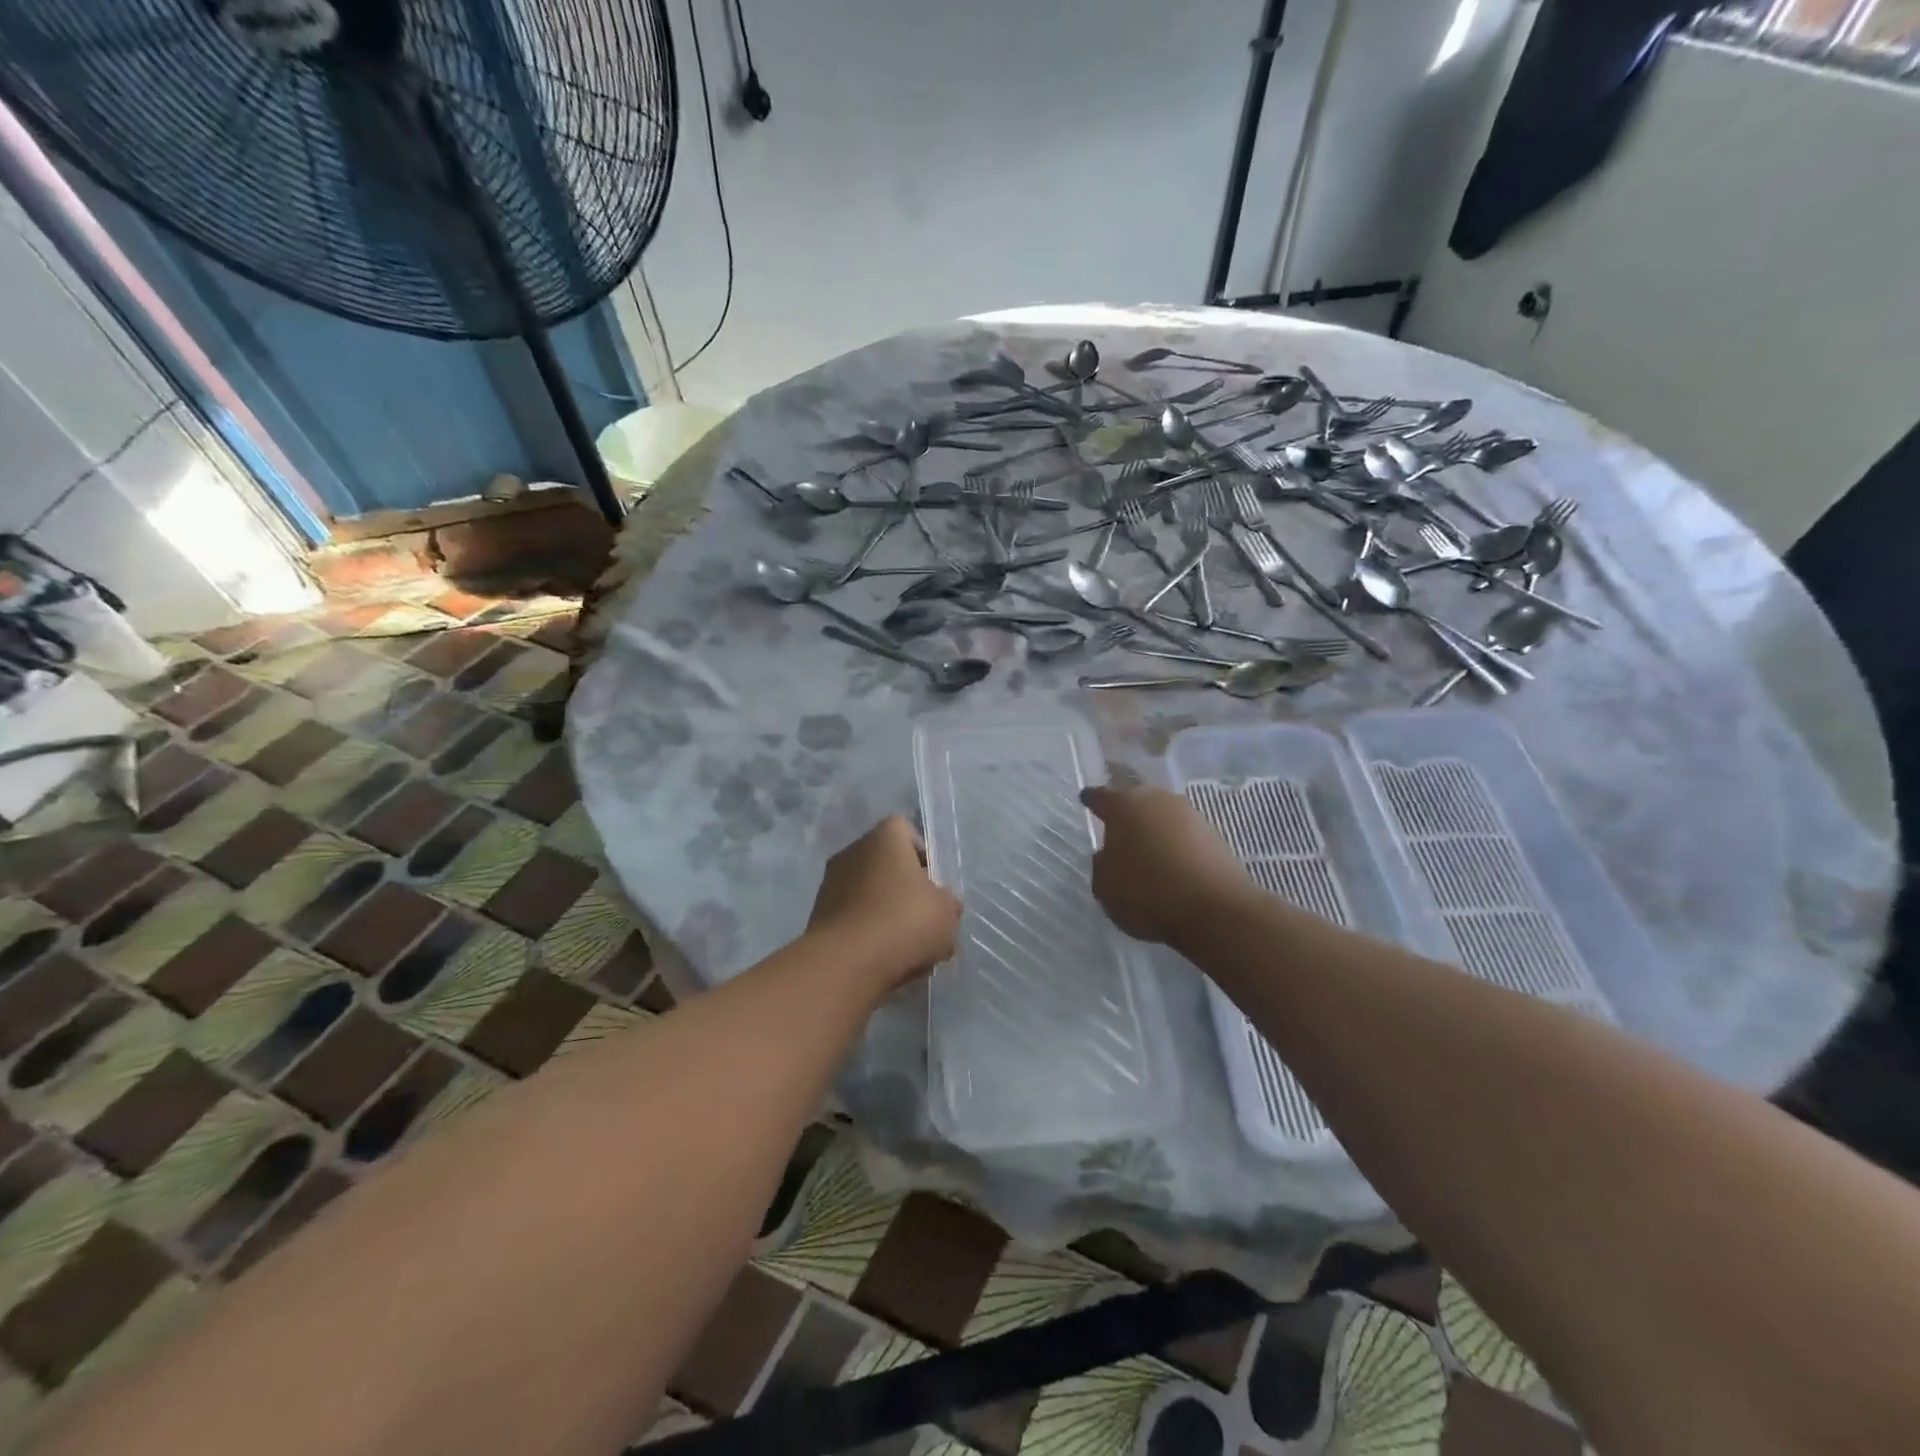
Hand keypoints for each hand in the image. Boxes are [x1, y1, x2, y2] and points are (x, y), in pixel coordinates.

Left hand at [808, 816, 961, 990]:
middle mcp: (853, 852)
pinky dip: (868, 934)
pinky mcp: (818, 917)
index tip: (934, 883)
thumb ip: (948, 904)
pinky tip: (884, 960)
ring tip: (907, 949)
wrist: (846, 964)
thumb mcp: (946, 913)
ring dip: (886, 914)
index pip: (904, 830)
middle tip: (924, 919)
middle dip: (905, 889)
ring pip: (869, 894)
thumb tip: (944, 903)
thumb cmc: (904, 922)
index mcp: (884, 838)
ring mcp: (831, 885)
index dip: (922, 854)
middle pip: (886, 864)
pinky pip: (853, 919)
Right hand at [1081, 783, 1256, 946]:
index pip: (1102, 796)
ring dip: (1155, 830)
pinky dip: (1176, 846)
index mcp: (1124, 805)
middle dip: (1128, 813)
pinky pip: (1185, 837)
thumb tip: (1110, 855)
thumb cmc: (1147, 892)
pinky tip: (1172, 865)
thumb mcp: (1105, 885)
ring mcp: (1190, 815)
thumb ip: (1102, 864)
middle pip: (1137, 801)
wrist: (1215, 908)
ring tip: (1148, 851)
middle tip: (1119, 829)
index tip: (1087, 798)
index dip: (1092, 800)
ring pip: (1164, 817)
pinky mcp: (1216, 836)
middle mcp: (1158, 800)